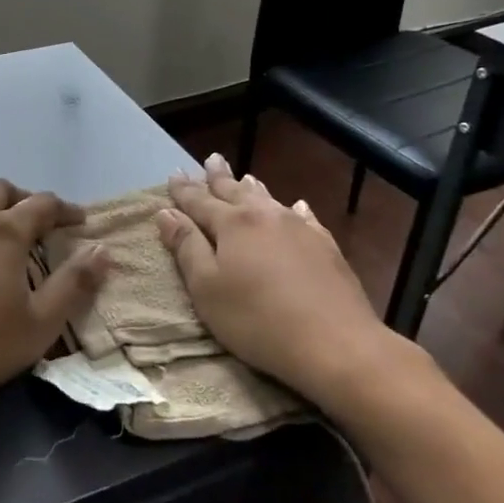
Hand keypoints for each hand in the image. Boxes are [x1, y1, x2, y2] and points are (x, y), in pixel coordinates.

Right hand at [155, 154, 415, 414]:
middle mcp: (264, 216)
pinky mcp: (326, 246)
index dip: (184, 190)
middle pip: (235, 191)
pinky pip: (305, 217)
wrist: (336, 343)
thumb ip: (186, 247)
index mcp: (231, 224)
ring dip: (252, 187)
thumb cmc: (257, 319)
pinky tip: (297, 206)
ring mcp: (299, 228)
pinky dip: (293, 209)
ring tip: (245, 176)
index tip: (174, 174)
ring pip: (269, 199)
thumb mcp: (207, 288)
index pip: (200, 201)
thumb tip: (166, 213)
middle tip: (211, 159)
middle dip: (218, 177)